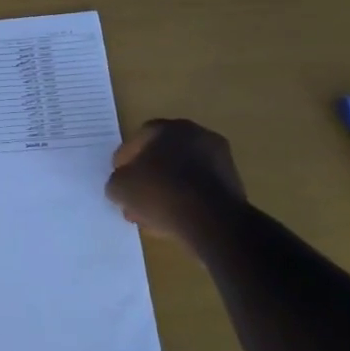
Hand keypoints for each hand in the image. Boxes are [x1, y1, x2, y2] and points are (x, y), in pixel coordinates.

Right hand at [106, 118, 246, 239]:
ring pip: (182, 174)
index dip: (125, 160)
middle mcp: (196, 135)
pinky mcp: (233, 183)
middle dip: (148, 177)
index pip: (138, 139)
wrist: (213, 222)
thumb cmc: (161, 193)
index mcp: (167, 128)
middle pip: (163, 156)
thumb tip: (121, 185)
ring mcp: (219, 158)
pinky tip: (174, 220)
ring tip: (153, 215)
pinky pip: (199, 189)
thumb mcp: (121, 188)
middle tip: (136, 198)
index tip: (119, 179)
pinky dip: (186, 200)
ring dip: (167, 190)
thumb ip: (117, 182)